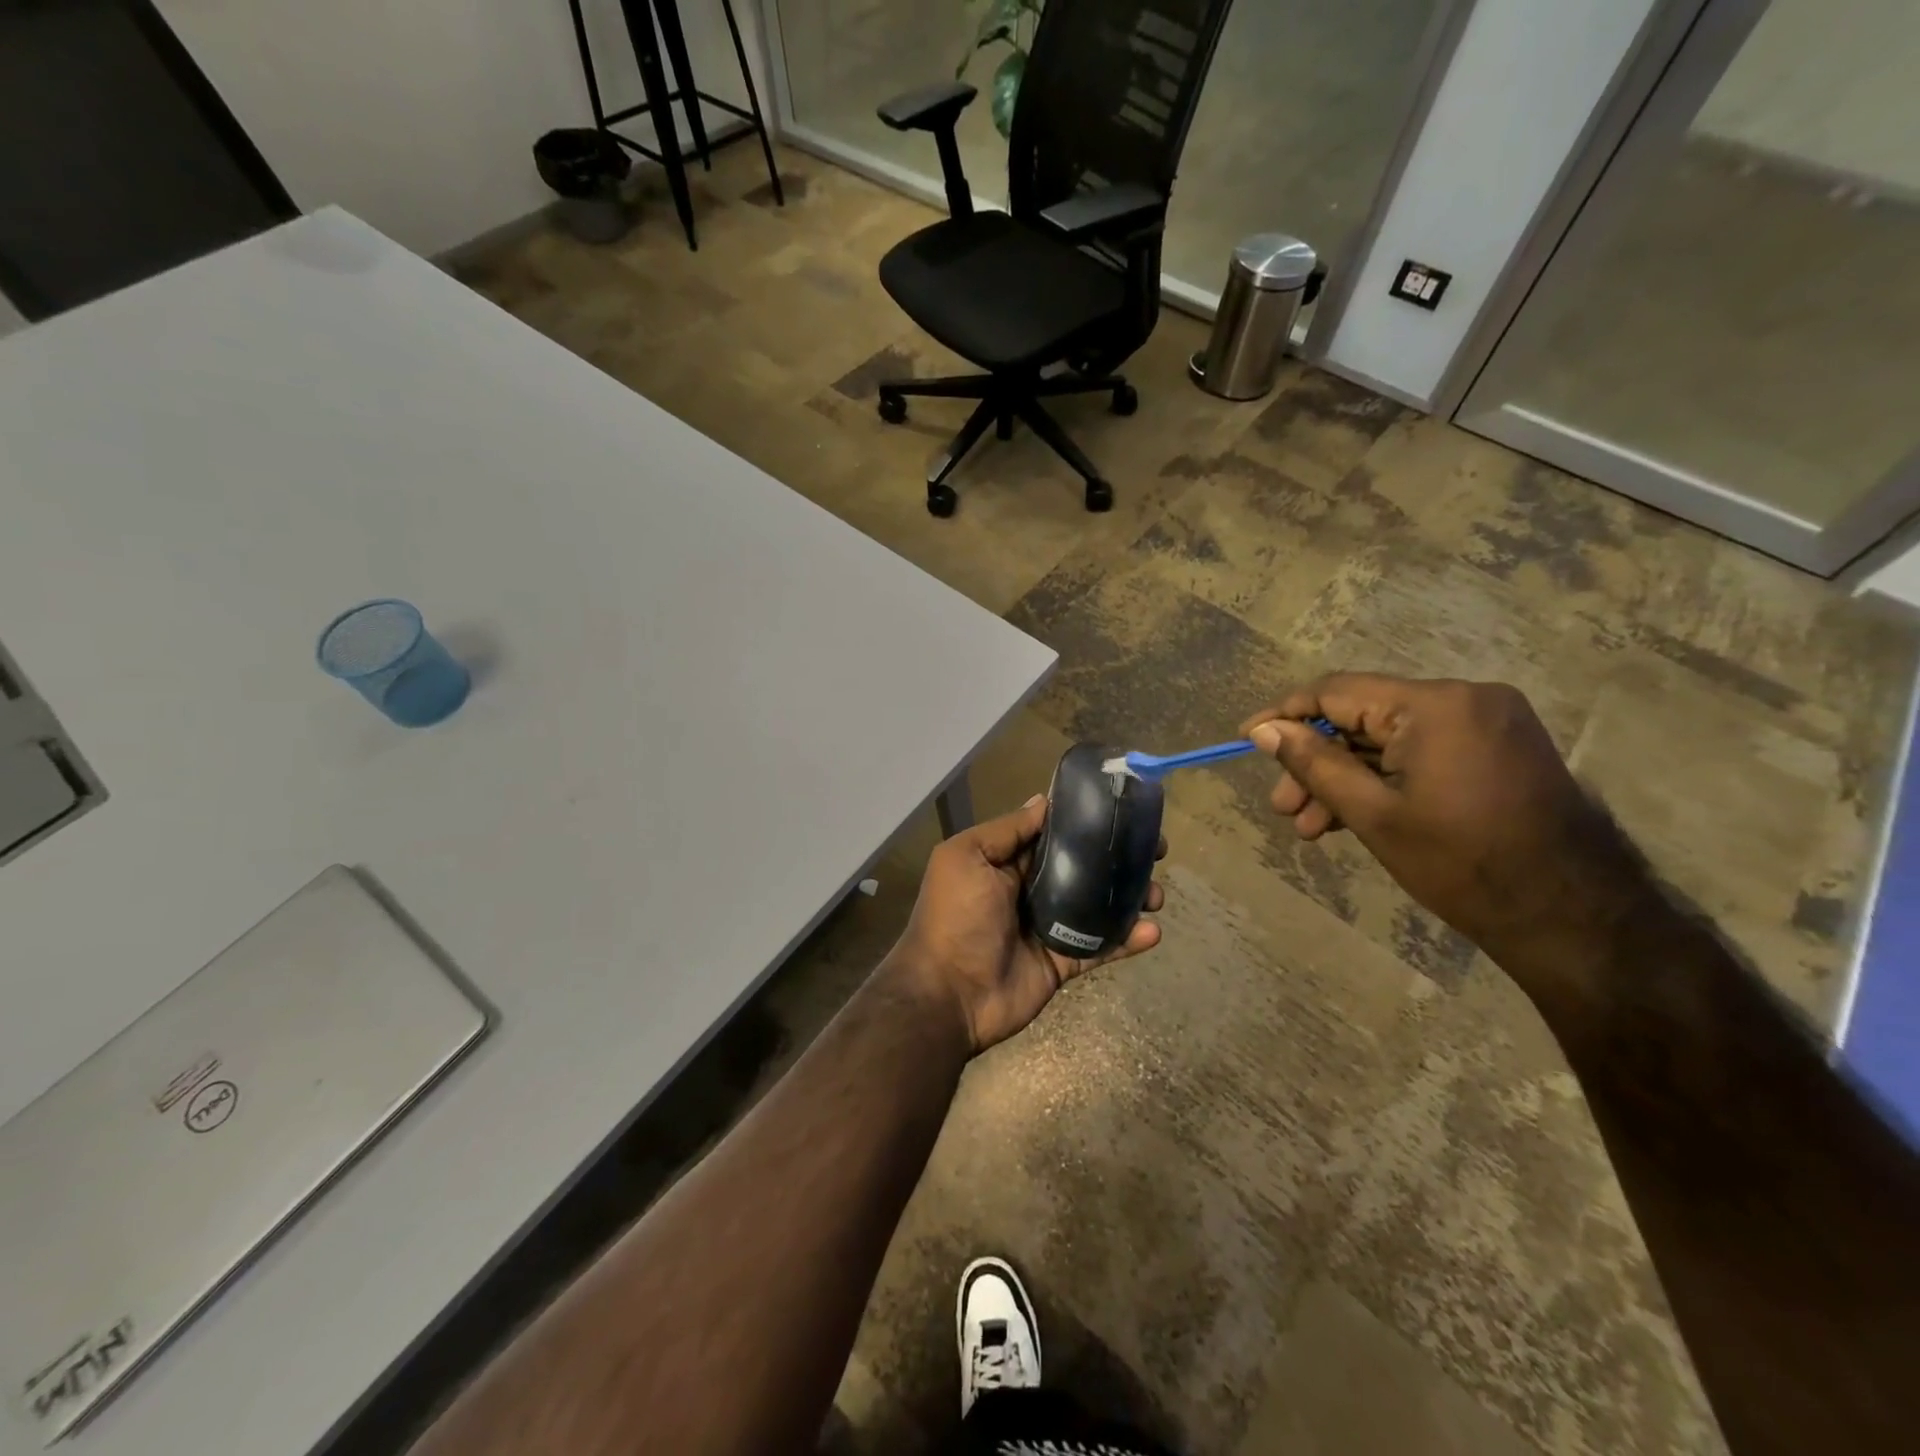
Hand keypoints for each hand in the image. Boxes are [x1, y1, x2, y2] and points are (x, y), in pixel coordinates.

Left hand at [886, 795, 1164, 1054]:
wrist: (948, 995)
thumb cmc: (955, 917)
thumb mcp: (967, 858)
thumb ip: (1006, 831)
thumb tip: (1043, 801)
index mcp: (1006, 863)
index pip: (1053, 834)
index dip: (1086, 822)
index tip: (1123, 809)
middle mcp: (1030, 890)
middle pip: (1083, 867)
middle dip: (1118, 856)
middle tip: (1155, 849)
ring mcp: (1049, 927)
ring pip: (1098, 905)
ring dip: (1130, 896)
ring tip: (1156, 893)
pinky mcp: (1063, 961)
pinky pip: (1101, 946)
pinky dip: (1128, 939)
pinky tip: (1152, 930)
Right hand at [1241, 674, 1649, 975]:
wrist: (1571, 917)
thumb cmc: (1461, 865)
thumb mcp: (1372, 814)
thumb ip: (1313, 764)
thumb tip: (1264, 730)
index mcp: (1436, 705)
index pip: (1337, 692)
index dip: (1285, 715)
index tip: (1246, 738)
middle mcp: (1465, 697)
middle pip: (1362, 718)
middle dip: (1317, 762)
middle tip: (1283, 808)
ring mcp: (1487, 721)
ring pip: (1388, 739)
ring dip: (1346, 777)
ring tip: (1310, 827)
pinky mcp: (1497, 746)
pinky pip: (1420, 751)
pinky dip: (1384, 779)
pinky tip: (1351, 817)